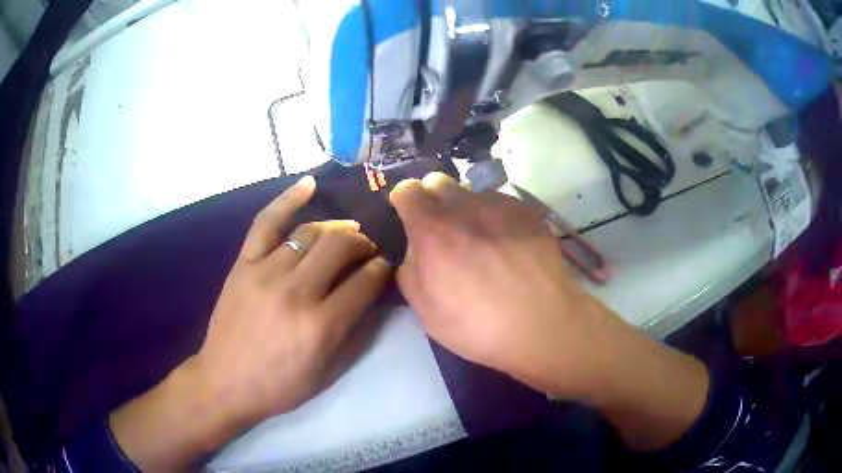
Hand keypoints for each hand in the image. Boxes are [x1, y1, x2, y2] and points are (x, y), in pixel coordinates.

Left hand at [110, 176, 390, 469]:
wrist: (225, 381)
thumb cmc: (280, 385)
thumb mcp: (327, 372)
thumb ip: (356, 332)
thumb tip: (376, 295)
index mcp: (321, 326)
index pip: (365, 281)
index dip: (381, 269)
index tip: (384, 267)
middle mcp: (296, 292)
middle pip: (340, 246)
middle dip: (363, 243)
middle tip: (367, 250)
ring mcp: (266, 272)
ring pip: (310, 232)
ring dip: (336, 229)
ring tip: (344, 234)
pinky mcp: (244, 264)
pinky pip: (266, 222)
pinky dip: (288, 199)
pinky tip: (309, 185)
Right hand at [390, 173, 616, 397]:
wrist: (542, 324)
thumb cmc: (477, 325)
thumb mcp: (425, 311)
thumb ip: (410, 270)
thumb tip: (416, 249)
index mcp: (433, 230)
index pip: (407, 189)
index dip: (405, 203)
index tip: (411, 221)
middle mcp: (464, 206)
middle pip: (439, 181)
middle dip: (434, 200)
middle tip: (445, 233)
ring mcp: (500, 205)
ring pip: (472, 193)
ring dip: (467, 210)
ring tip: (483, 243)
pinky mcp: (527, 211)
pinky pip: (501, 203)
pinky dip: (496, 218)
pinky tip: (509, 246)